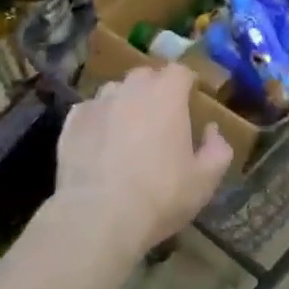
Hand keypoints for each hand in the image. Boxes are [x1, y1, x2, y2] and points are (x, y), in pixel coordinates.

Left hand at [54, 64, 233, 253]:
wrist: (98, 217)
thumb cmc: (161, 196)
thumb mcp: (205, 180)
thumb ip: (217, 150)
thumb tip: (212, 131)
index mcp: (167, 96)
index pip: (180, 71)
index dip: (186, 82)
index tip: (190, 97)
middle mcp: (130, 90)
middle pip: (145, 76)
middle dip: (155, 89)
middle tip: (161, 116)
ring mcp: (96, 104)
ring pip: (114, 92)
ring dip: (124, 103)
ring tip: (127, 130)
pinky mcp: (71, 124)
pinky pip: (89, 112)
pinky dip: (98, 121)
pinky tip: (99, 145)